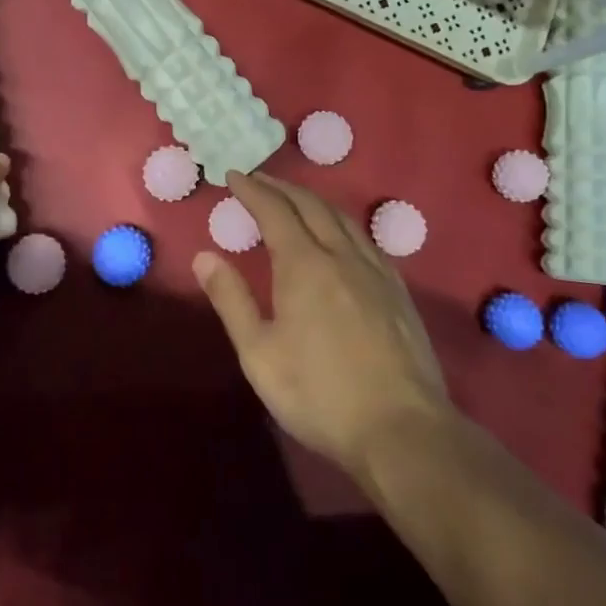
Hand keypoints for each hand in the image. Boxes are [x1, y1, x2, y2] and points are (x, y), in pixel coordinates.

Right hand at [193, 171, 449, 473]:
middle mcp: (342, 255)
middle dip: (282, 187)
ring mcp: (376, 271)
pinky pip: (366, 239)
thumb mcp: (259, 353)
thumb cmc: (318, 394)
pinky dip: (343, 223)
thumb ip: (231, 300)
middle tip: (260, 180)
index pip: (275, 211)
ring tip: (296, 199)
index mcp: (304, 265)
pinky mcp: (399, 291)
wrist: (401, 429)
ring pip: (344, 218)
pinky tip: (342, 236)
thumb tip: (204, 256)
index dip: (253, 190)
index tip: (234, 175)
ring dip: (314, 200)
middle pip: (311, 206)